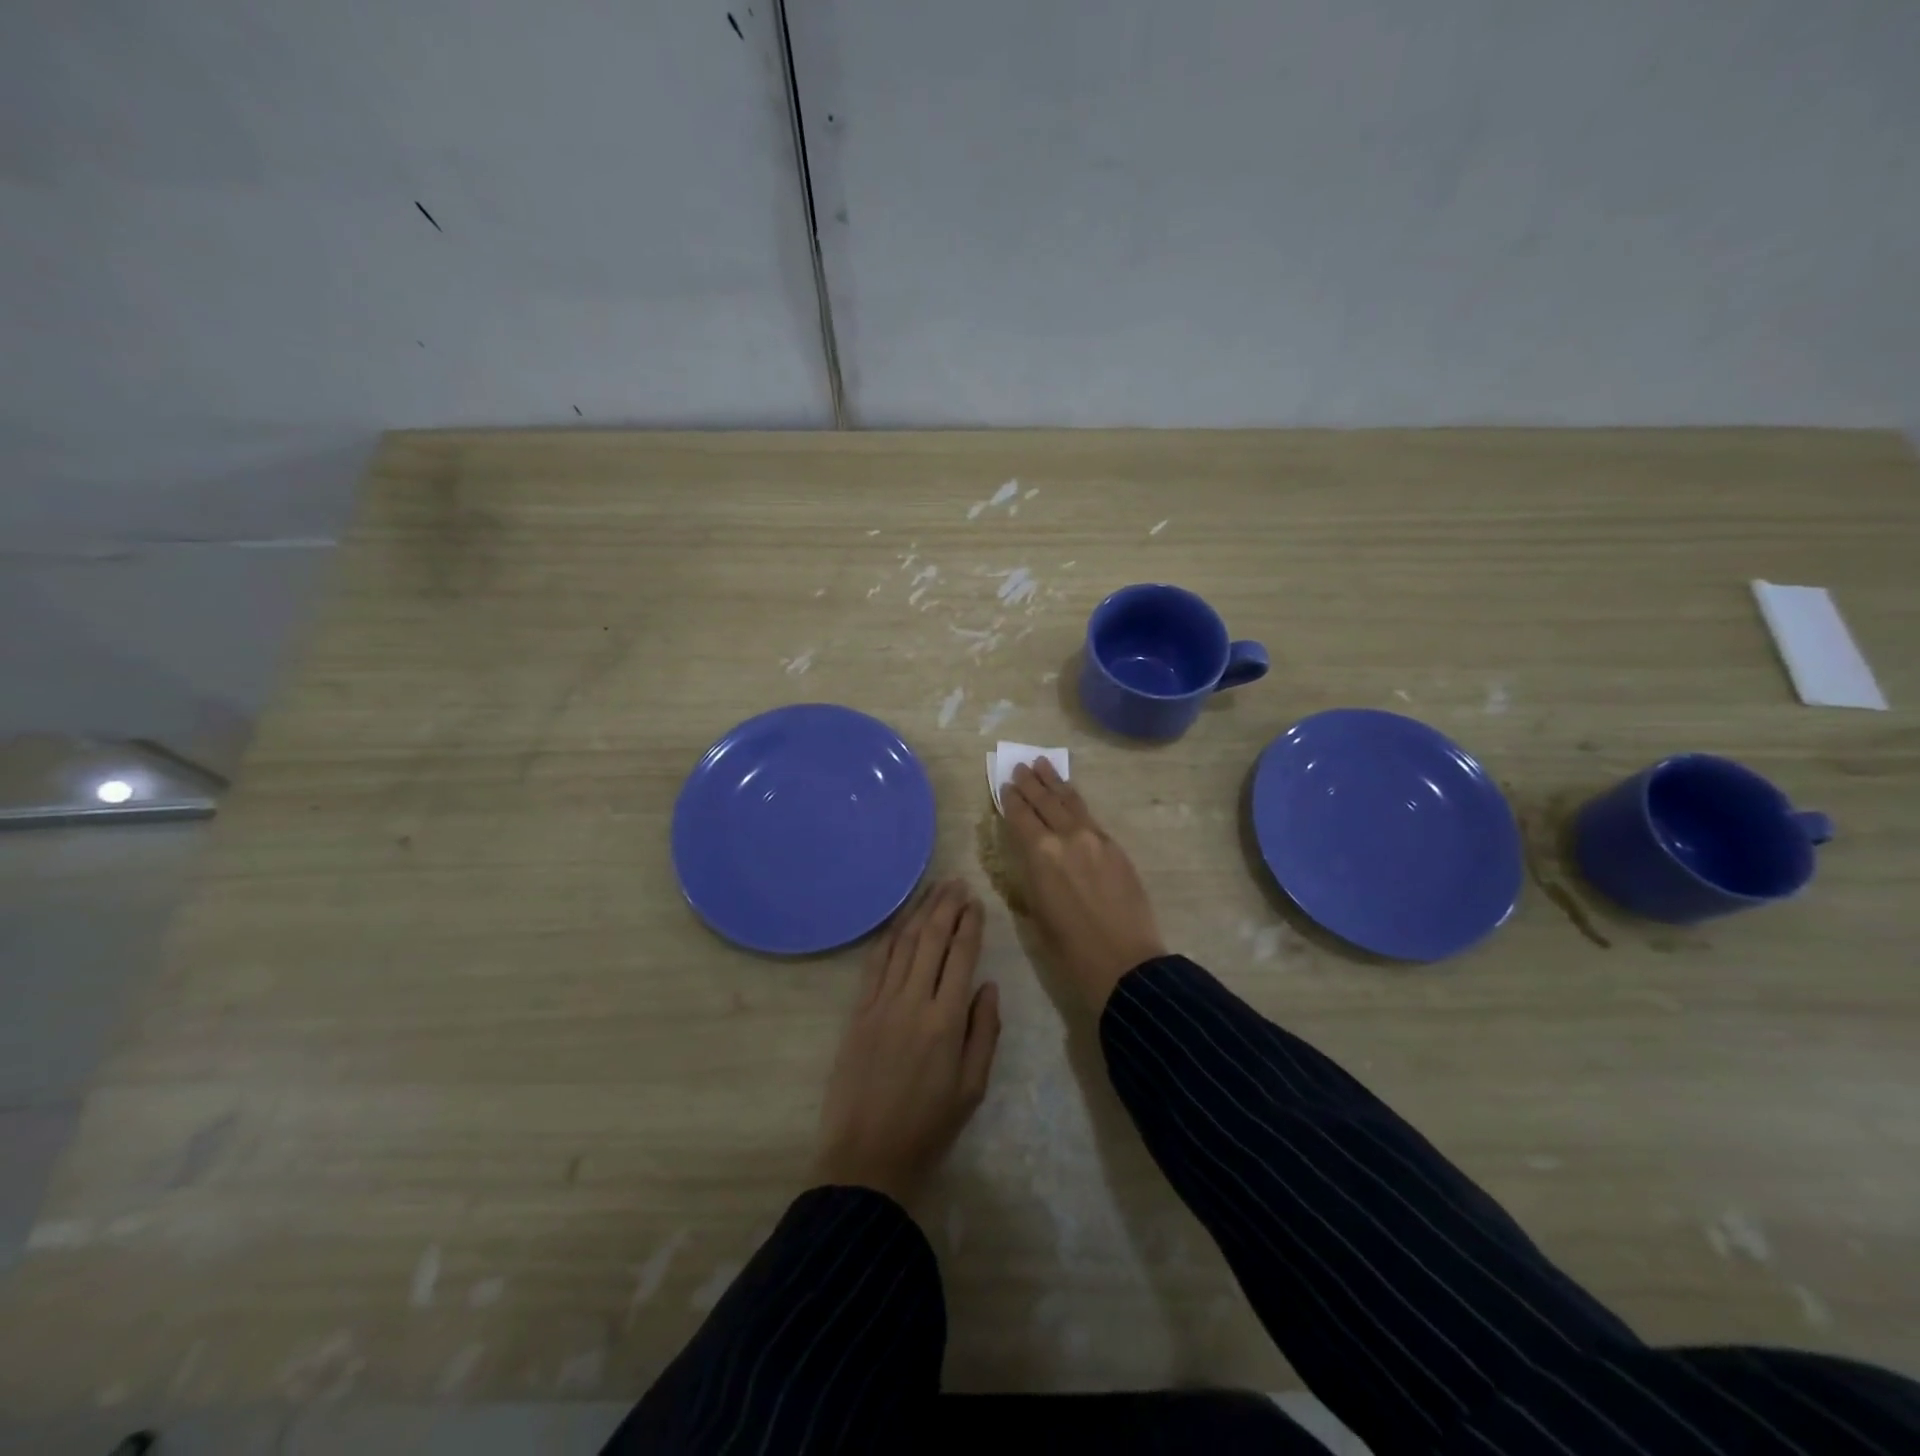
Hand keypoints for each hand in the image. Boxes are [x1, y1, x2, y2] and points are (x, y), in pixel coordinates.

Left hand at [813, 879, 1001, 1207]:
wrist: (867, 1157)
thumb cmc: (928, 1127)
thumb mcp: (973, 1087)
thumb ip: (984, 1032)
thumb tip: (987, 985)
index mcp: (946, 1021)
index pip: (960, 956)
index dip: (970, 925)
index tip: (976, 902)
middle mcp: (912, 1002)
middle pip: (931, 940)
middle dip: (945, 907)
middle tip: (956, 882)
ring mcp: (881, 1004)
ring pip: (902, 945)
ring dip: (918, 913)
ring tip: (933, 890)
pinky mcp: (858, 1012)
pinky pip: (875, 964)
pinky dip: (889, 938)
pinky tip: (899, 922)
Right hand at [1002, 759, 1166, 1011]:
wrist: (1125, 962)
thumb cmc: (1070, 949)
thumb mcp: (1036, 913)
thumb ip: (1031, 876)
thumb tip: (1029, 857)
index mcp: (1041, 855)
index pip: (1021, 816)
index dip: (1010, 800)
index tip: (1004, 785)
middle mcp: (1067, 837)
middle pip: (1045, 801)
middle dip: (1031, 783)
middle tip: (1020, 766)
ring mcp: (1095, 839)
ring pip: (1070, 802)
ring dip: (1055, 783)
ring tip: (1044, 765)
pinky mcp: (1116, 848)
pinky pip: (1090, 816)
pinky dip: (1076, 802)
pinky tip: (1071, 798)